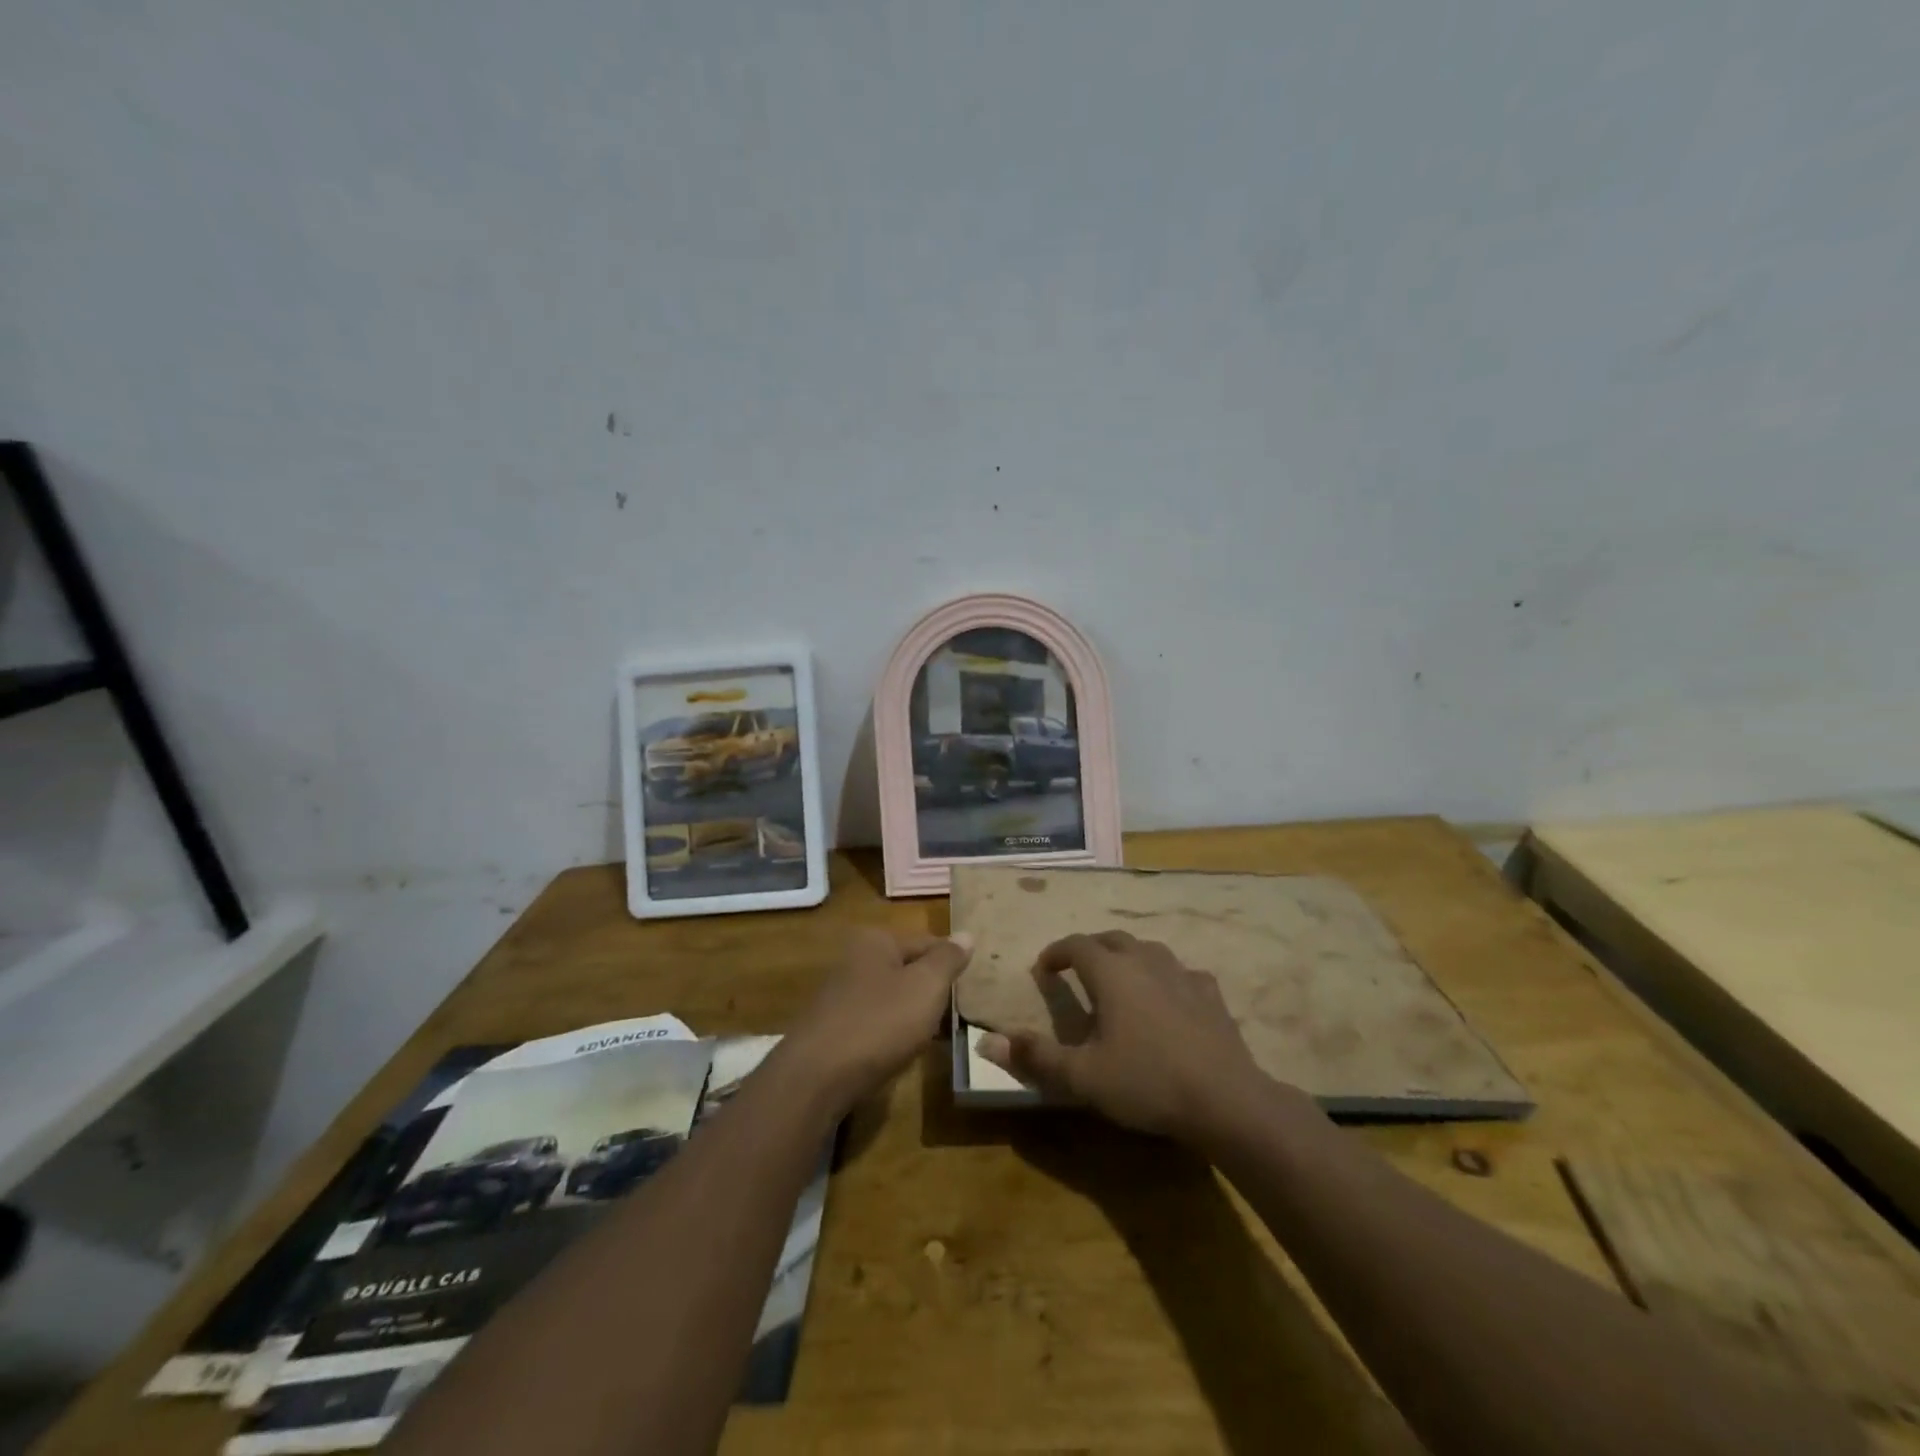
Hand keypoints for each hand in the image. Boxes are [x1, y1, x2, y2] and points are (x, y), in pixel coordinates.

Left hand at [784, 928, 971, 1112]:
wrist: (817, 1078)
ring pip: (893, 998)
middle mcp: (855, 959)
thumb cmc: (880, 1022)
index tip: (974, 988)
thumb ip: (948, 959)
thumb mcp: (926, 986)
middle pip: (909, 970)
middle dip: (933, 991)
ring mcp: (841, 995)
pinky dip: (893, 1034)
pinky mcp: (834, 1029)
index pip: (928, 943)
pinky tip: (905, 1053)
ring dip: (914, 1015)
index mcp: (876, 940)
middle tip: (959, 1014)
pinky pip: (876, 1023)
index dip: (953, 964)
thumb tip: (967, 934)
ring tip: (939, 1037)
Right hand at [977, 931, 1267, 1140]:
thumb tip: (986, 1043)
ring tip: (1120, 977)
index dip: (1056, 952)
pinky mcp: (1211, 994)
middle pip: (1112, 939)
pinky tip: (1170, 997)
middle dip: (1090, 948)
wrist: (1225, 1099)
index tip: (1043, 968)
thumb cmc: (1147, 1082)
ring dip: (1128, 957)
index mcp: (1111, 974)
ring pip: (1149, 950)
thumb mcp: (1083, 1077)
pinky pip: (1182, 973)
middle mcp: (1145, 962)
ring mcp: (1183, 974)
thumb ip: (1035, 1057)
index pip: (1076, 946)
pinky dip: (1166, 978)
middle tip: (1077, 967)